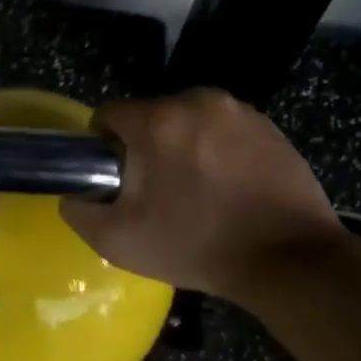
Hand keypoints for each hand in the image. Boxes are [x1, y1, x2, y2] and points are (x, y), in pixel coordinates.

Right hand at [61, 89, 342, 299]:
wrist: (288, 258)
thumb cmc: (197, 246)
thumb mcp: (119, 242)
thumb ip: (80, 212)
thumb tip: (73, 195)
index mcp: (157, 121)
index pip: (108, 114)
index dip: (103, 146)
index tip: (115, 178)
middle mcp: (196, 101)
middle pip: (150, 115)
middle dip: (146, 146)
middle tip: (157, 191)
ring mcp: (237, 110)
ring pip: (188, 120)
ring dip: (183, 145)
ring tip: (197, 190)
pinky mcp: (268, 124)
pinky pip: (224, 129)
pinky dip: (218, 149)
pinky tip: (229, 186)